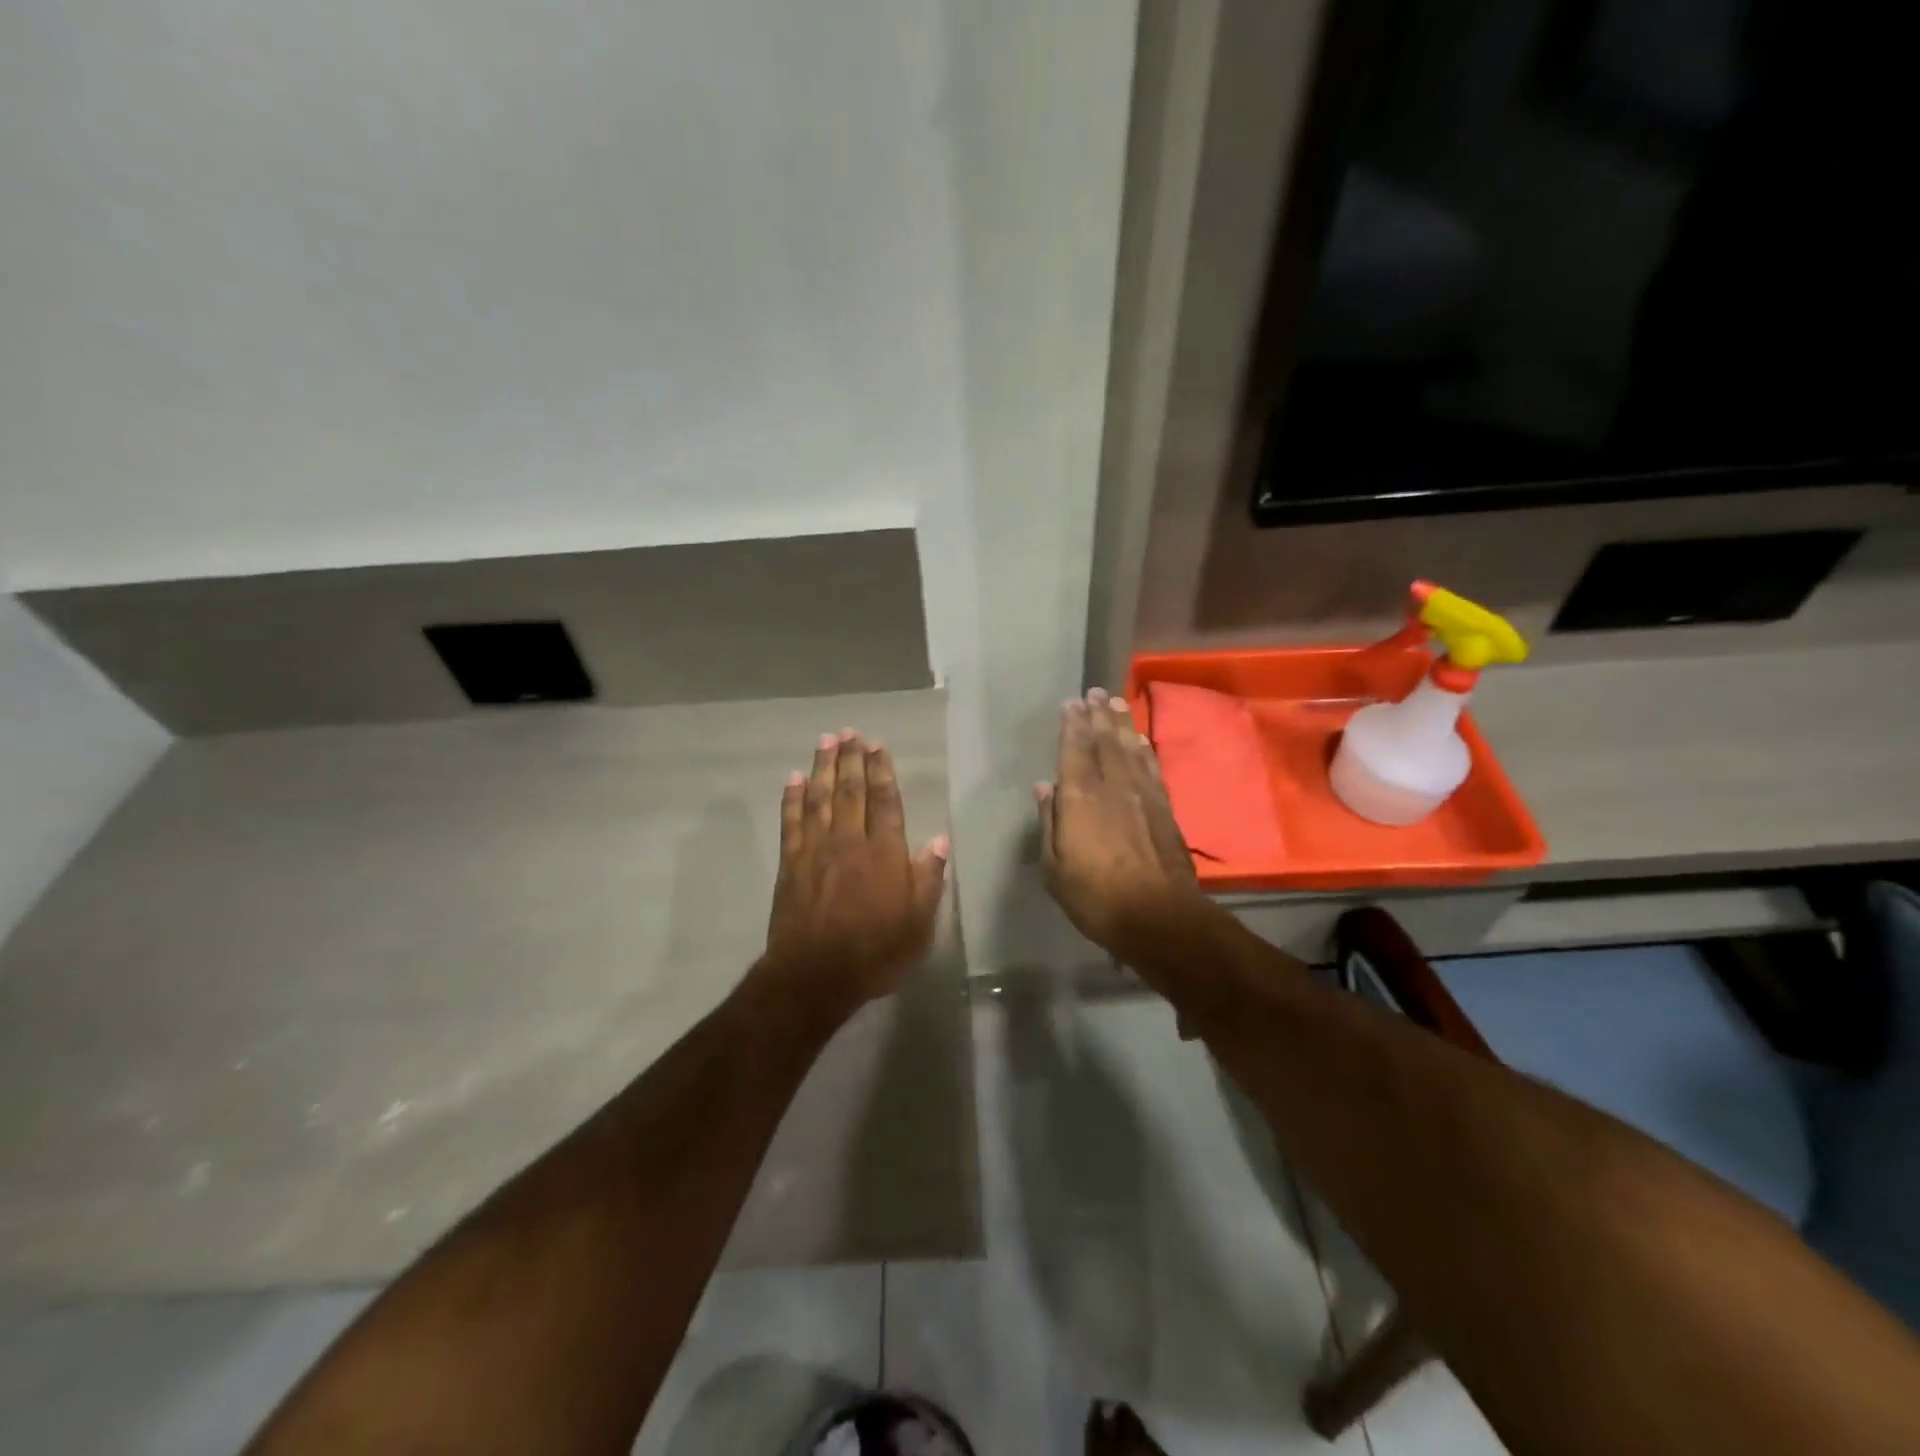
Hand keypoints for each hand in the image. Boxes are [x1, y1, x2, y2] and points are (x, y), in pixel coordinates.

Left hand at [765, 729, 947, 1015]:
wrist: (814, 977)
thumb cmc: (875, 953)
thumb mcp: (918, 924)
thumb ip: (928, 879)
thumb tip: (940, 840)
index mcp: (885, 853)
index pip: (885, 802)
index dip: (881, 771)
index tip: (877, 745)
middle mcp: (850, 842)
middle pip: (851, 791)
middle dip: (851, 759)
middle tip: (849, 732)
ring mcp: (816, 850)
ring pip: (821, 798)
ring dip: (823, 767)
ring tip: (826, 740)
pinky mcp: (791, 864)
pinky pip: (792, 822)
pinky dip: (793, 798)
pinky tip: (793, 779)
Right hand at [1036, 688, 1200, 955]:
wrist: (1158, 916)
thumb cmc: (1095, 897)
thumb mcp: (1054, 868)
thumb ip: (1049, 823)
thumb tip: (1044, 787)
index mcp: (1080, 798)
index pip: (1074, 750)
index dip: (1073, 725)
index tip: (1072, 703)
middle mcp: (1112, 786)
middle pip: (1105, 742)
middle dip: (1099, 715)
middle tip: (1096, 692)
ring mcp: (1142, 795)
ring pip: (1130, 749)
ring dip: (1123, 724)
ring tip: (1117, 704)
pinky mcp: (1165, 808)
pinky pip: (1152, 768)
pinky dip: (1145, 750)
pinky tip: (1142, 740)